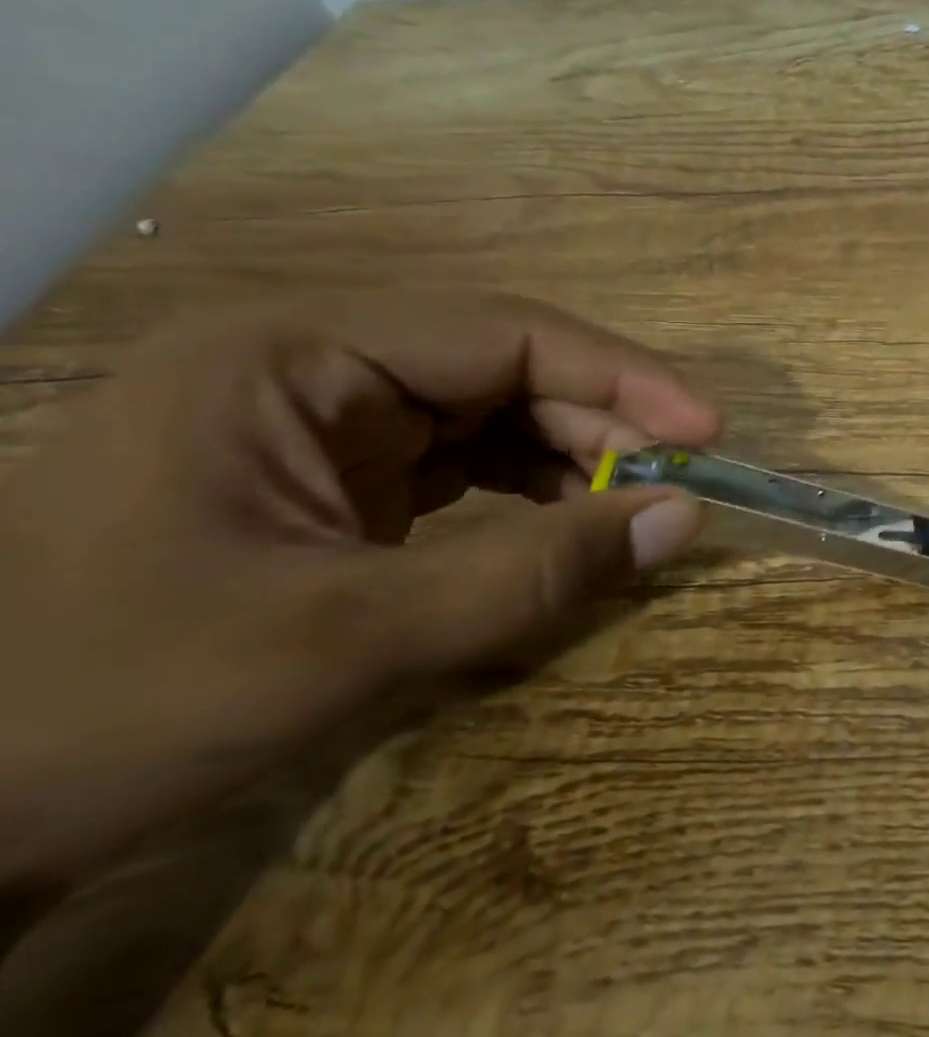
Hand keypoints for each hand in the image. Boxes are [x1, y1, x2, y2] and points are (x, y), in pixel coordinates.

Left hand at [0, 294, 718, 883]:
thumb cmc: (114, 702)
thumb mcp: (350, 637)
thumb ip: (536, 573)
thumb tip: (686, 521)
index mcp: (295, 355)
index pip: (505, 334)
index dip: (622, 377)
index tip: (706, 432)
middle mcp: (316, 366)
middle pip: (509, 370)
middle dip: (603, 424)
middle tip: (680, 484)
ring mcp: (326, 421)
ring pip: (497, 414)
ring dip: (576, 457)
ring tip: (637, 507)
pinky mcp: (338, 476)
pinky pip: (469, 461)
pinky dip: (533, 490)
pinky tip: (571, 523)